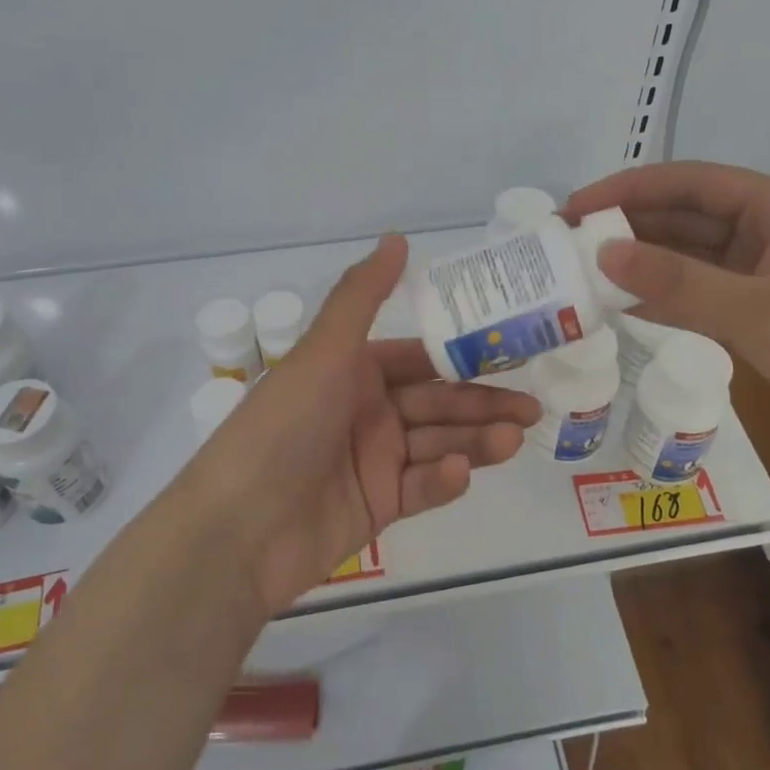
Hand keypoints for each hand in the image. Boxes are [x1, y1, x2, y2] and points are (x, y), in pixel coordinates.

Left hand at [187, 235, 539, 614]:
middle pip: (436, 403)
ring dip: (474, 440)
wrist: (238, 530)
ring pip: (436, 443)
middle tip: (531, 408)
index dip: (462, 356)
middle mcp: (365, 412)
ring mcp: (372, 462)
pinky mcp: (377, 508)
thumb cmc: (283, 427)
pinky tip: (460, 472)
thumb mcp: (323, 353)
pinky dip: (443, 479)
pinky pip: (420, 488)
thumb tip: (397, 238)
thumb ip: (362, 296)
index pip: (419, 359)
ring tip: (514, 438)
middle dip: (482, 404)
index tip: (511, 353)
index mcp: (352, 372)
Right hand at [565, 162, 769, 480]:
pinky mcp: (768, 321)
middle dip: (630, 228)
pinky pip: (704, 299)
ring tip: (583, 276)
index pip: (693, 182)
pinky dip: (666, 302)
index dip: (630, 188)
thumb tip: (602, 253)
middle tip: (567, 244)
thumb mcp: (762, 312)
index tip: (575, 207)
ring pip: (693, 262)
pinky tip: (624, 310)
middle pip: (689, 219)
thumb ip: (679, 283)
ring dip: (644, 267)